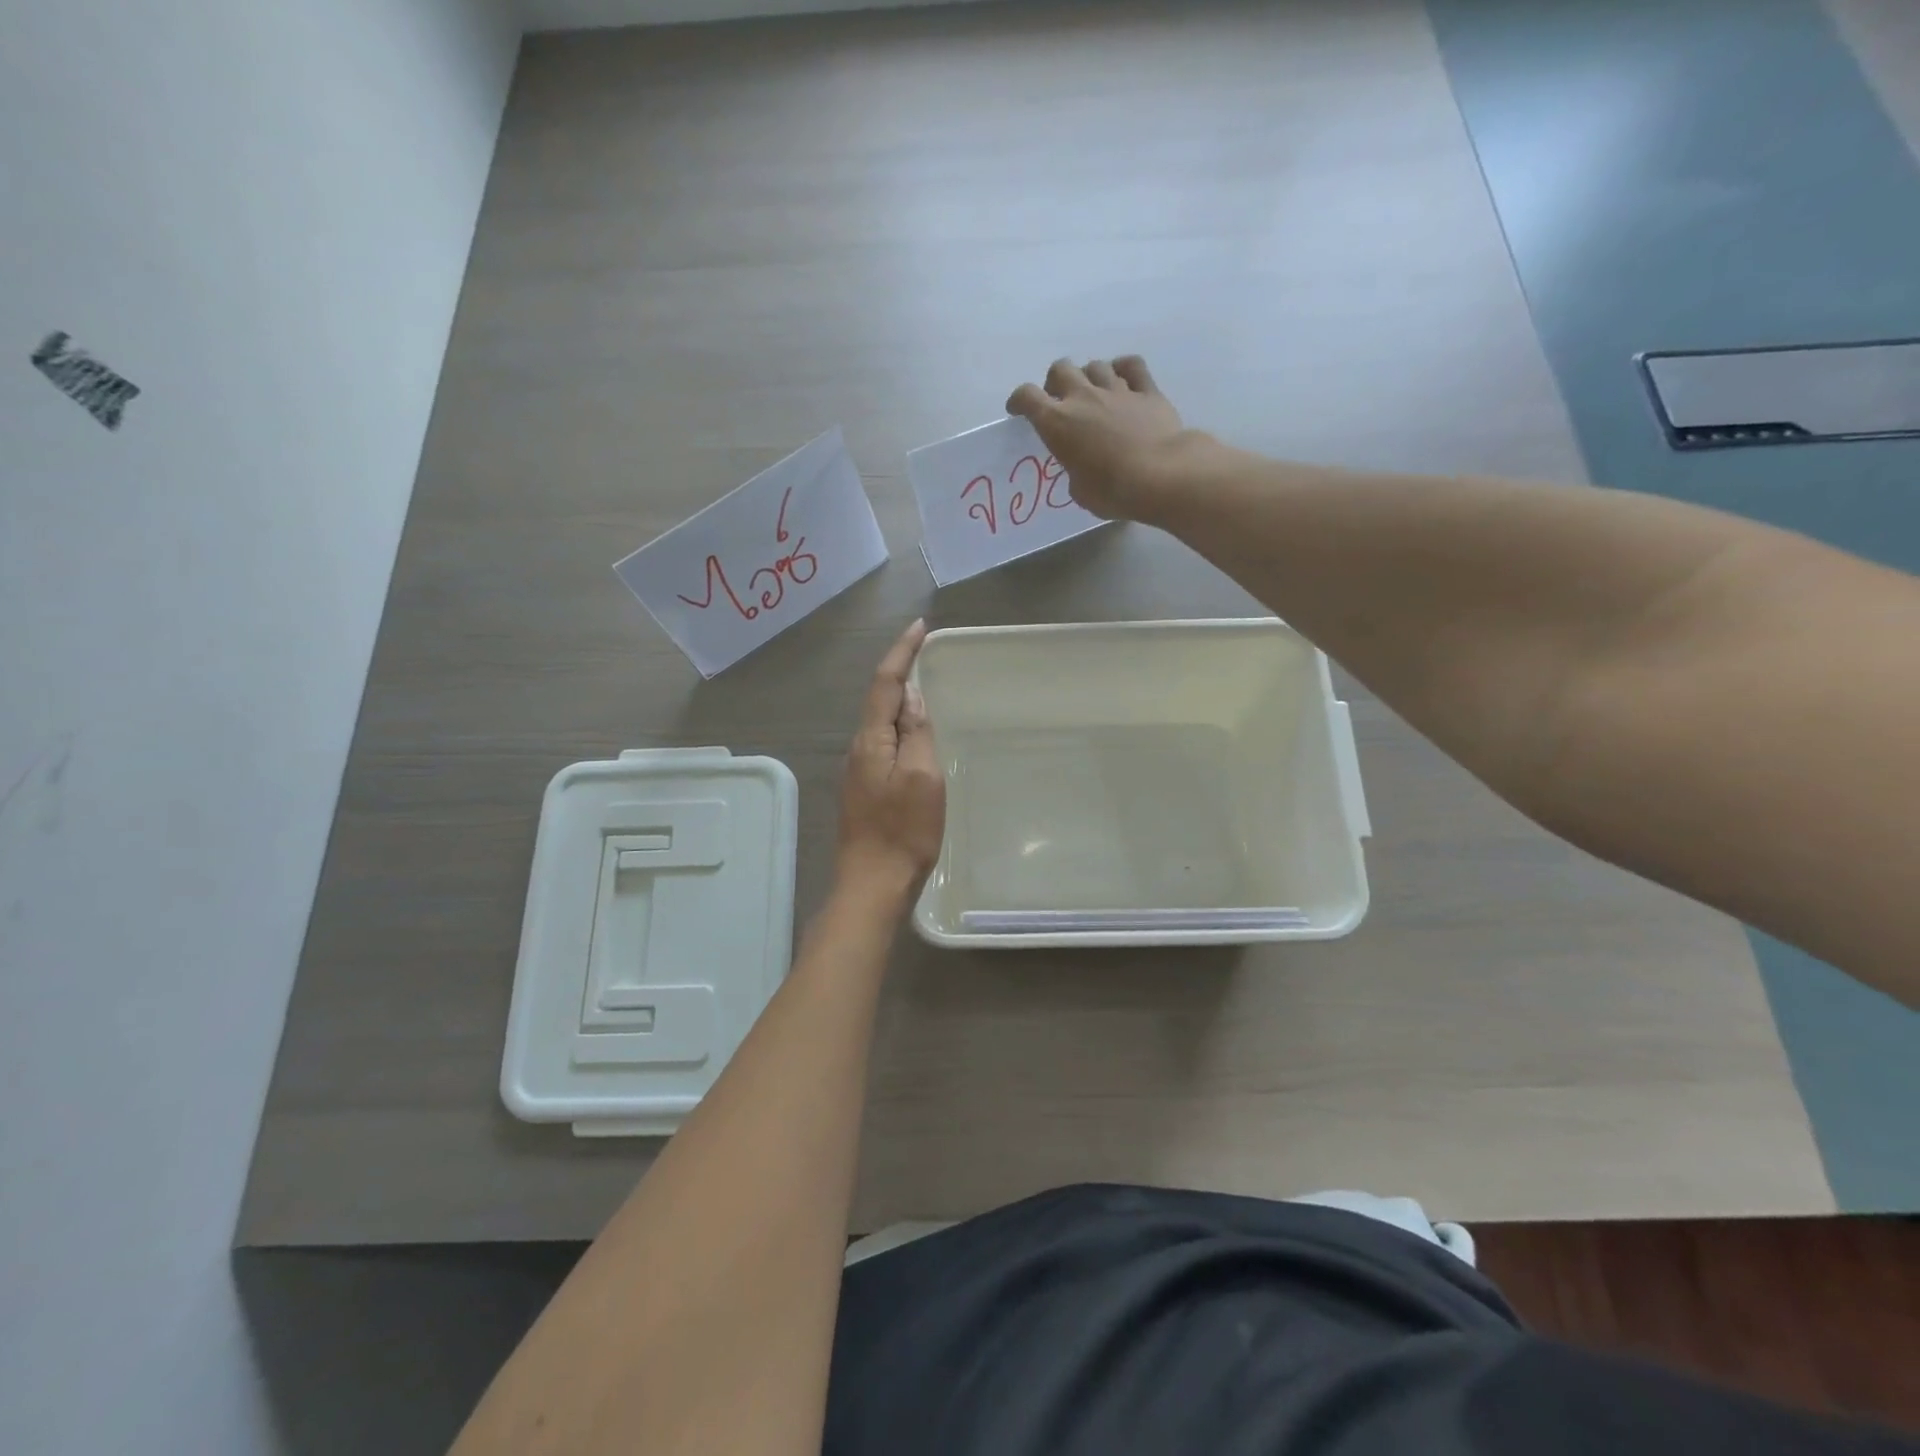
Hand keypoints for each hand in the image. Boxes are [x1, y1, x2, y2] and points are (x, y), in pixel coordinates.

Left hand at [836, 619, 945, 899]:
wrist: (872, 886)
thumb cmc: (904, 832)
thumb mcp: (922, 778)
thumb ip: (916, 734)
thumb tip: (911, 698)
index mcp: (871, 741)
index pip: (884, 683)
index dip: (901, 653)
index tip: (919, 628)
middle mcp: (858, 750)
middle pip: (878, 700)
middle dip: (899, 671)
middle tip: (925, 653)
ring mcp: (858, 772)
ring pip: (880, 723)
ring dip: (899, 700)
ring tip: (925, 688)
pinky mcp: (865, 791)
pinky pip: (883, 745)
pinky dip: (900, 728)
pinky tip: (914, 735)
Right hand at [1006, 356, 1198, 520]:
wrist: (1161, 476)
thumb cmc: (1112, 491)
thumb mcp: (1080, 491)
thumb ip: (1074, 471)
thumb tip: (1083, 467)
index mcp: (1057, 423)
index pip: (1027, 397)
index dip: (1019, 400)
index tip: (1018, 410)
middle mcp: (1083, 397)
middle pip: (1061, 369)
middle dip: (1055, 382)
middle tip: (1060, 400)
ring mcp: (1117, 390)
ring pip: (1095, 366)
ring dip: (1089, 377)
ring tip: (1094, 394)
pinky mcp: (1147, 390)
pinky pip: (1132, 366)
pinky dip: (1124, 369)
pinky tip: (1124, 379)